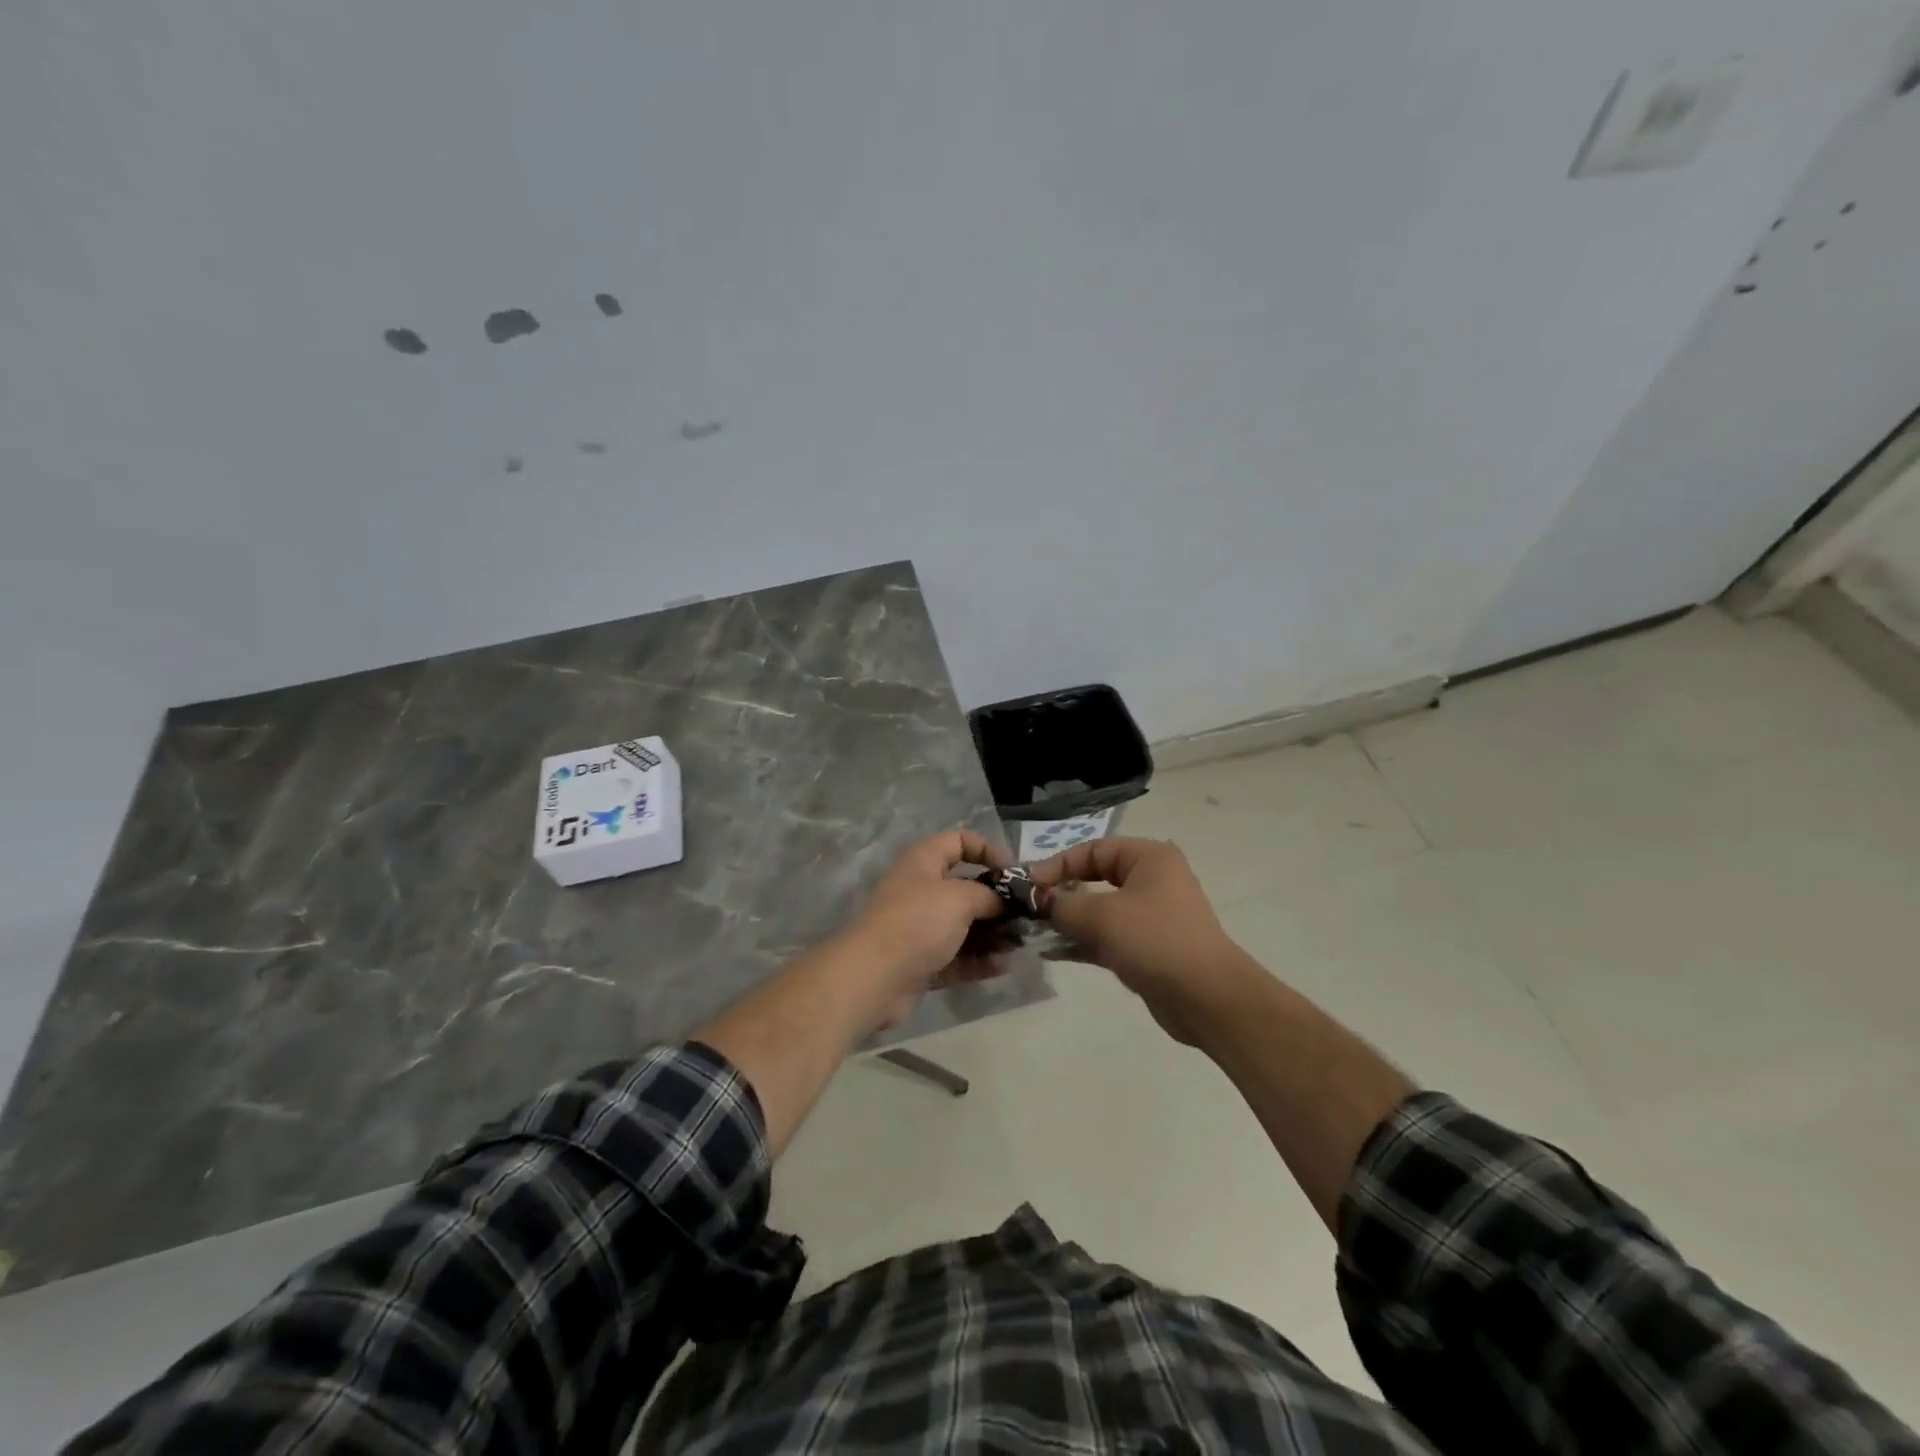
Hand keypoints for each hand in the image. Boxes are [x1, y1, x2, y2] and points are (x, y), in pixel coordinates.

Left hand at [841, 831, 1010, 1028]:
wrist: (873, 977)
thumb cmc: (918, 922)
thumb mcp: (960, 898)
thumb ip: (990, 895)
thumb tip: (1007, 902)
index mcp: (924, 862)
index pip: (959, 842)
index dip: (988, 850)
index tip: (1013, 873)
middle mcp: (921, 890)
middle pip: (966, 887)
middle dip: (997, 901)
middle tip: (1026, 916)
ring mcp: (920, 928)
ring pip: (964, 925)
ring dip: (993, 934)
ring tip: (1020, 944)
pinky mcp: (922, 961)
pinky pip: (957, 956)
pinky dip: (979, 960)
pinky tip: (1004, 966)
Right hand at [1030, 837, 1253, 1043]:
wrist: (1208, 999)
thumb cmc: (1155, 941)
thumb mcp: (1101, 917)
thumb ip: (1063, 905)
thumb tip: (1039, 902)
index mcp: (1149, 858)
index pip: (1093, 850)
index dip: (1058, 864)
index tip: (1028, 885)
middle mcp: (1152, 880)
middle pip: (1096, 878)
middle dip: (1061, 893)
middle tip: (1029, 907)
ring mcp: (1151, 916)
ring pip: (1100, 910)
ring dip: (1068, 920)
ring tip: (1033, 931)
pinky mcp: (1148, 948)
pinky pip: (1107, 937)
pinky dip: (1082, 942)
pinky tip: (1051, 952)